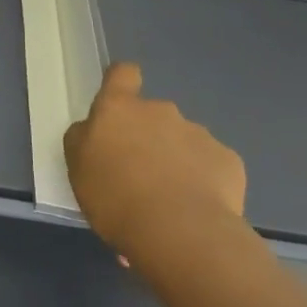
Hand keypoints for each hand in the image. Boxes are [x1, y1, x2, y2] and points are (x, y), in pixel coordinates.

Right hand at [64, 63, 246, 263]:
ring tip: (171, 202)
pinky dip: (204, 181)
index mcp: (119, 109)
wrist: (181, 232)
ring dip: (176, 161)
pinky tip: (198, 210)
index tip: (121, 103)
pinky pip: (211, 165)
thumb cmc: (116, 197)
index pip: (122, 74)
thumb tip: (92, 130)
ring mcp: (198, 133)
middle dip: (149, 138)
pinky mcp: (228, 160)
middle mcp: (160, 111)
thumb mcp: (78, 169)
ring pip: (182, 142)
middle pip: (153, 115)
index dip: (121, 83)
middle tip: (141, 177)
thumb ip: (83, 140)